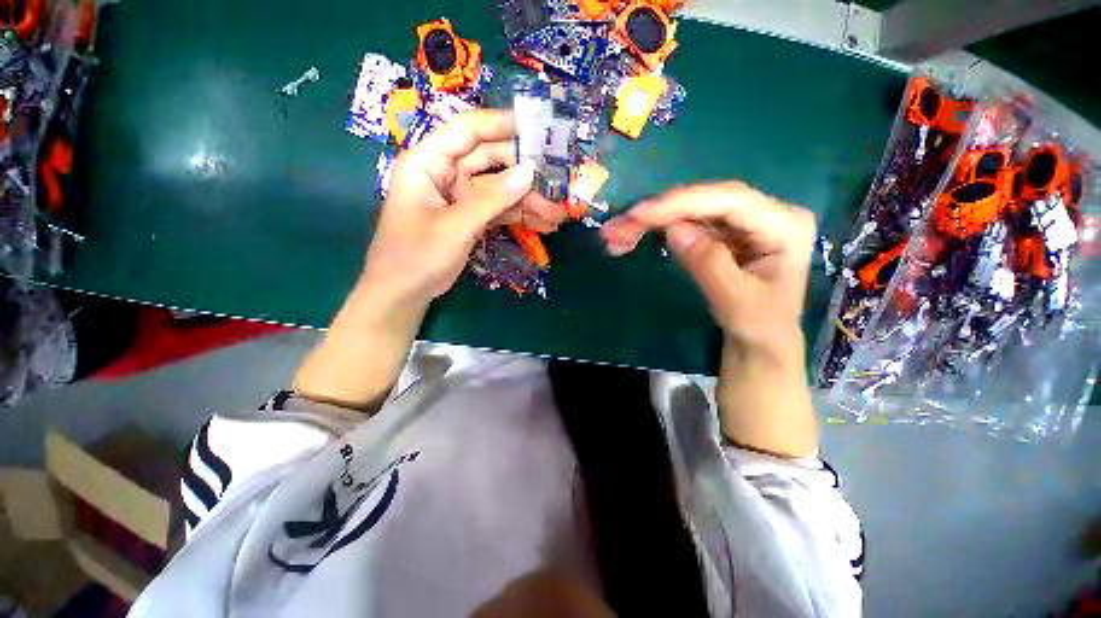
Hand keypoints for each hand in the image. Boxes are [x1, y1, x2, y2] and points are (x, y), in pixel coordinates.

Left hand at [295, 110, 564, 412]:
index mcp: (428, 163)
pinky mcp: (470, 218)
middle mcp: (445, 174)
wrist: (405, 294)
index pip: (466, 131)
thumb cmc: (416, 256)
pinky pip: (499, 211)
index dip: (500, 124)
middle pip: (490, 160)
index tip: (536, 126)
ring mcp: (460, 198)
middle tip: (558, 178)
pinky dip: (520, 216)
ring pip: (499, 190)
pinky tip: (544, 224)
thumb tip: (529, 173)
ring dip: (528, 200)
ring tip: (558, 212)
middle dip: (524, 171)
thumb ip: (491, 199)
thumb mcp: (454, 226)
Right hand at [601, 182, 818, 456]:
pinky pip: (685, 225)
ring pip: (690, 211)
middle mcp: (764, 214)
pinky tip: (633, 237)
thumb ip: (709, 264)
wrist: (761, 347)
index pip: (728, 200)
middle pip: (705, 201)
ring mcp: (741, 224)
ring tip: (617, 235)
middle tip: (618, 227)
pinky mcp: (722, 235)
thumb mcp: (737, 303)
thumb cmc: (760, 330)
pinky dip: (656, 231)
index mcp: (784, 225)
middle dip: (658, 213)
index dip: (680, 203)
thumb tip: (673, 230)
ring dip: (651, 222)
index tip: (638, 214)